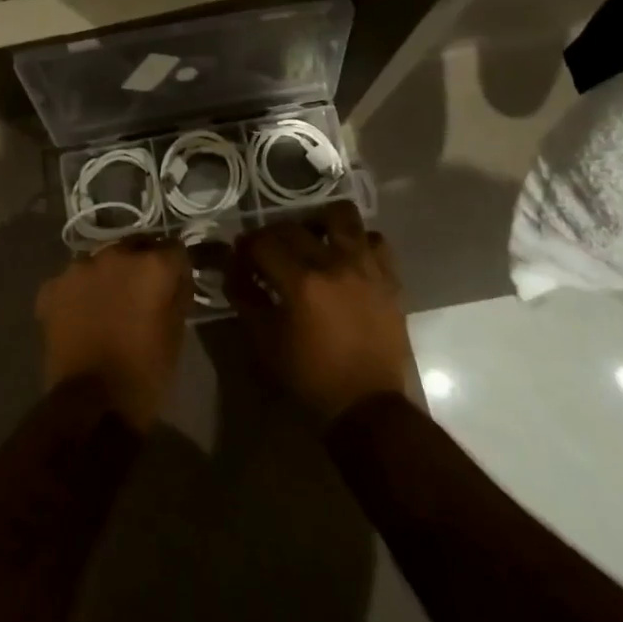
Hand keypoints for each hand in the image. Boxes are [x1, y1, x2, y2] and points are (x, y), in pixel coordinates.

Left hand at [37, 235, 192, 428]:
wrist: (92, 404)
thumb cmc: (145, 372)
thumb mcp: (176, 331)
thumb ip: (176, 292)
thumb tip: (174, 277)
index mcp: (151, 264)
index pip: (173, 248)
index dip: (174, 267)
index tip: (173, 283)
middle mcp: (115, 254)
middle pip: (133, 248)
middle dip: (138, 266)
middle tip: (138, 295)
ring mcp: (78, 268)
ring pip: (99, 263)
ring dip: (105, 277)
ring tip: (105, 306)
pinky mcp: (52, 287)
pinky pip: (71, 282)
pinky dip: (76, 295)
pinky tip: (79, 318)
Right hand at [227, 201, 411, 419]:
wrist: (367, 405)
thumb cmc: (310, 376)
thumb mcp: (264, 341)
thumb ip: (245, 297)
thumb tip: (233, 269)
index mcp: (300, 281)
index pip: (262, 242)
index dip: (245, 248)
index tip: (240, 260)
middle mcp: (334, 263)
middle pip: (294, 227)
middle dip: (272, 236)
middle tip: (267, 254)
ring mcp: (366, 266)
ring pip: (342, 215)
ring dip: (319, 223)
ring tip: (312, 241)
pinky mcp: (389, 277)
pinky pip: (374, 240)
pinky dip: (357, 242)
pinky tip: (346, 257)